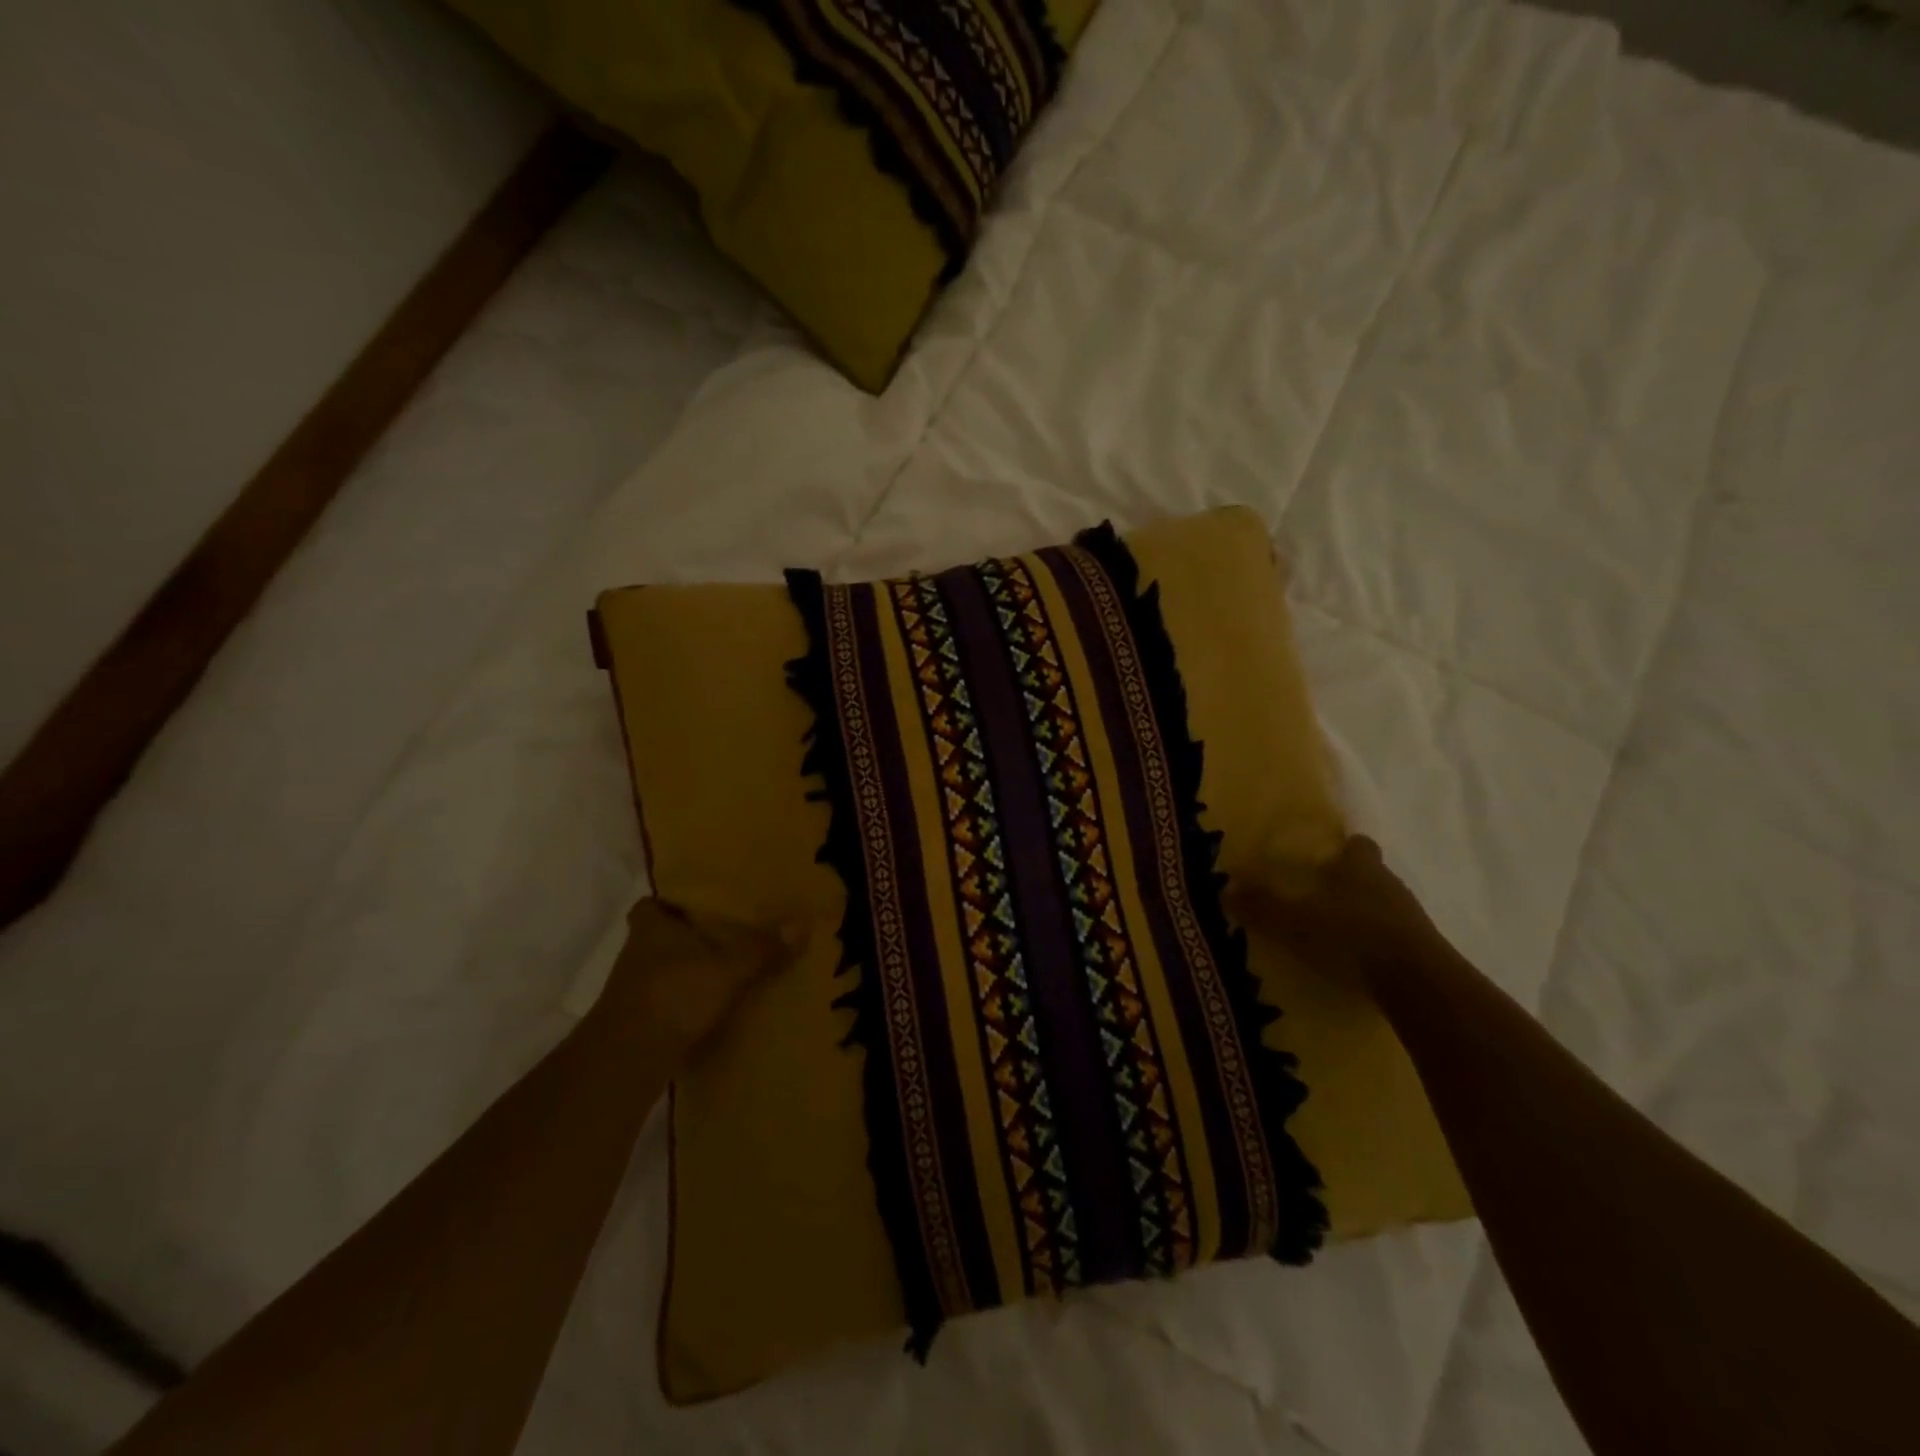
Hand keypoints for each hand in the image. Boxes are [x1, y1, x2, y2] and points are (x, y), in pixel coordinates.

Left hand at [589, 899, 798, 1056]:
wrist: (626, 1061)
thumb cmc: (673, 995)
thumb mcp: (728, 969)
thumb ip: (762, 947)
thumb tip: (803, 921)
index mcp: (651, 928)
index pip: (651, 905)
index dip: (668, 903)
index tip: (695, 904)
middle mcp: (635, 954)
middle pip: (658, 937)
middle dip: (684, 937)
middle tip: (721, 934)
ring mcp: (631, 991)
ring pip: (661, 970)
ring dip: (684, 971)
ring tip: (723, 970)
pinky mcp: (637, 1023)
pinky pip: (665, 1001)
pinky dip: (683, 1002)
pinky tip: (710, 1007)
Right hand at [1229, 835, 1446, 989]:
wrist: (1418, 984)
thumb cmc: (1351, 936)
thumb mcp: (1295, 922)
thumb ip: (1262, 906)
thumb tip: (1226, 888)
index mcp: (1359, 867)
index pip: (1356, 845)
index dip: (1342, 849)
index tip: (1322, 859)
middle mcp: (1389, 884)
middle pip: (1369, 875)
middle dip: (1347, 884)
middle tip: (1316, 897)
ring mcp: (1411, 917)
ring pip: (1382, 906)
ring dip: (1362, 915)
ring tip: (1332, 933)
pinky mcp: (1423, 949)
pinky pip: (1394, 937)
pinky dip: (1375, 943)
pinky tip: (1355, 961)